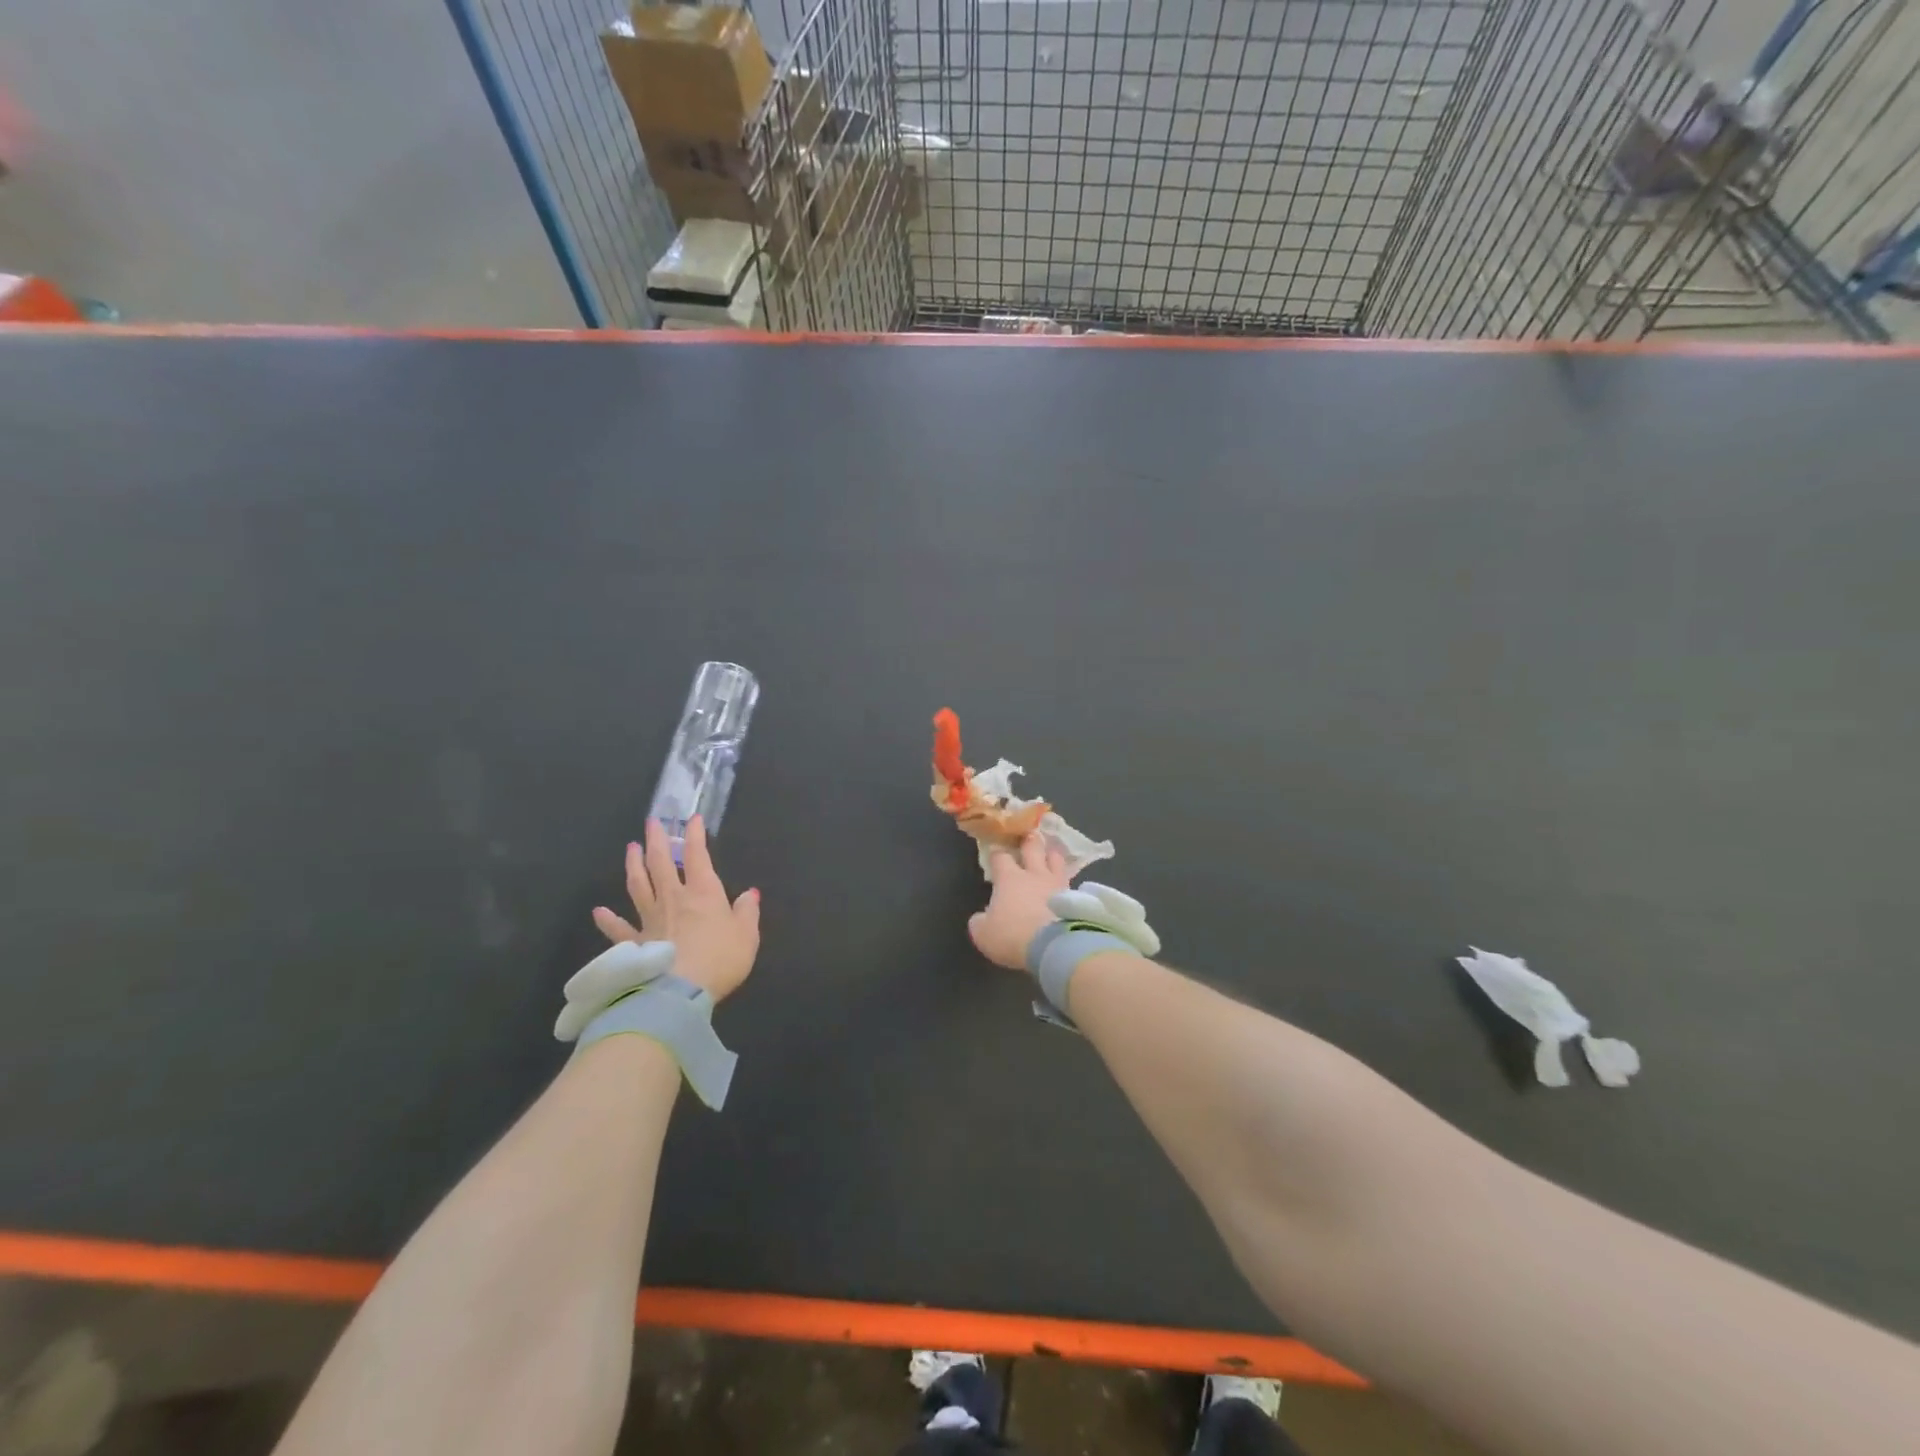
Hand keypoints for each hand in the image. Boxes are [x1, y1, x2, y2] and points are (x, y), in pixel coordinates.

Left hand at [592, 816, 760, 1000]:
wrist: (680, 992)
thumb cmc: (720, 959)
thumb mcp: (747, 935)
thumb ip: (747, 912)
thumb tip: (749, 894)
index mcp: (703, 892)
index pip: (698, 855)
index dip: (695, 835)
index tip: (692, 818)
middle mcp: (673, 898)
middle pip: (661, 863)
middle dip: (657, 839)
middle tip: (652, 822)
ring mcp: (650, 919)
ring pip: (638, 885)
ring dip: (634, 865)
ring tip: (630, 848)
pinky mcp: (634, 944)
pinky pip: (618, 929)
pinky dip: (608, 920)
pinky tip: (599, 911)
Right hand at [968, 833, 1071, 970]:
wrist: (1054, 946)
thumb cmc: (1013, 936)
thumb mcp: (984, 934)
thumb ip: (980, 922)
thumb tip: (981, 917)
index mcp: (1009, 879)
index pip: (1000, 857)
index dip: (996, 853)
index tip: (994, 851)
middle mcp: (1034, 875)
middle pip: (1032, 848)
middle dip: (1029, 841)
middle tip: (1029, 834)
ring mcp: (1057, 884)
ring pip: (1056, 860)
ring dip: (1052, 855)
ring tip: (1051, 854)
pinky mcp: (1075, 897)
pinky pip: (1069, 882)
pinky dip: (1065, 880)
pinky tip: (1065, 885)